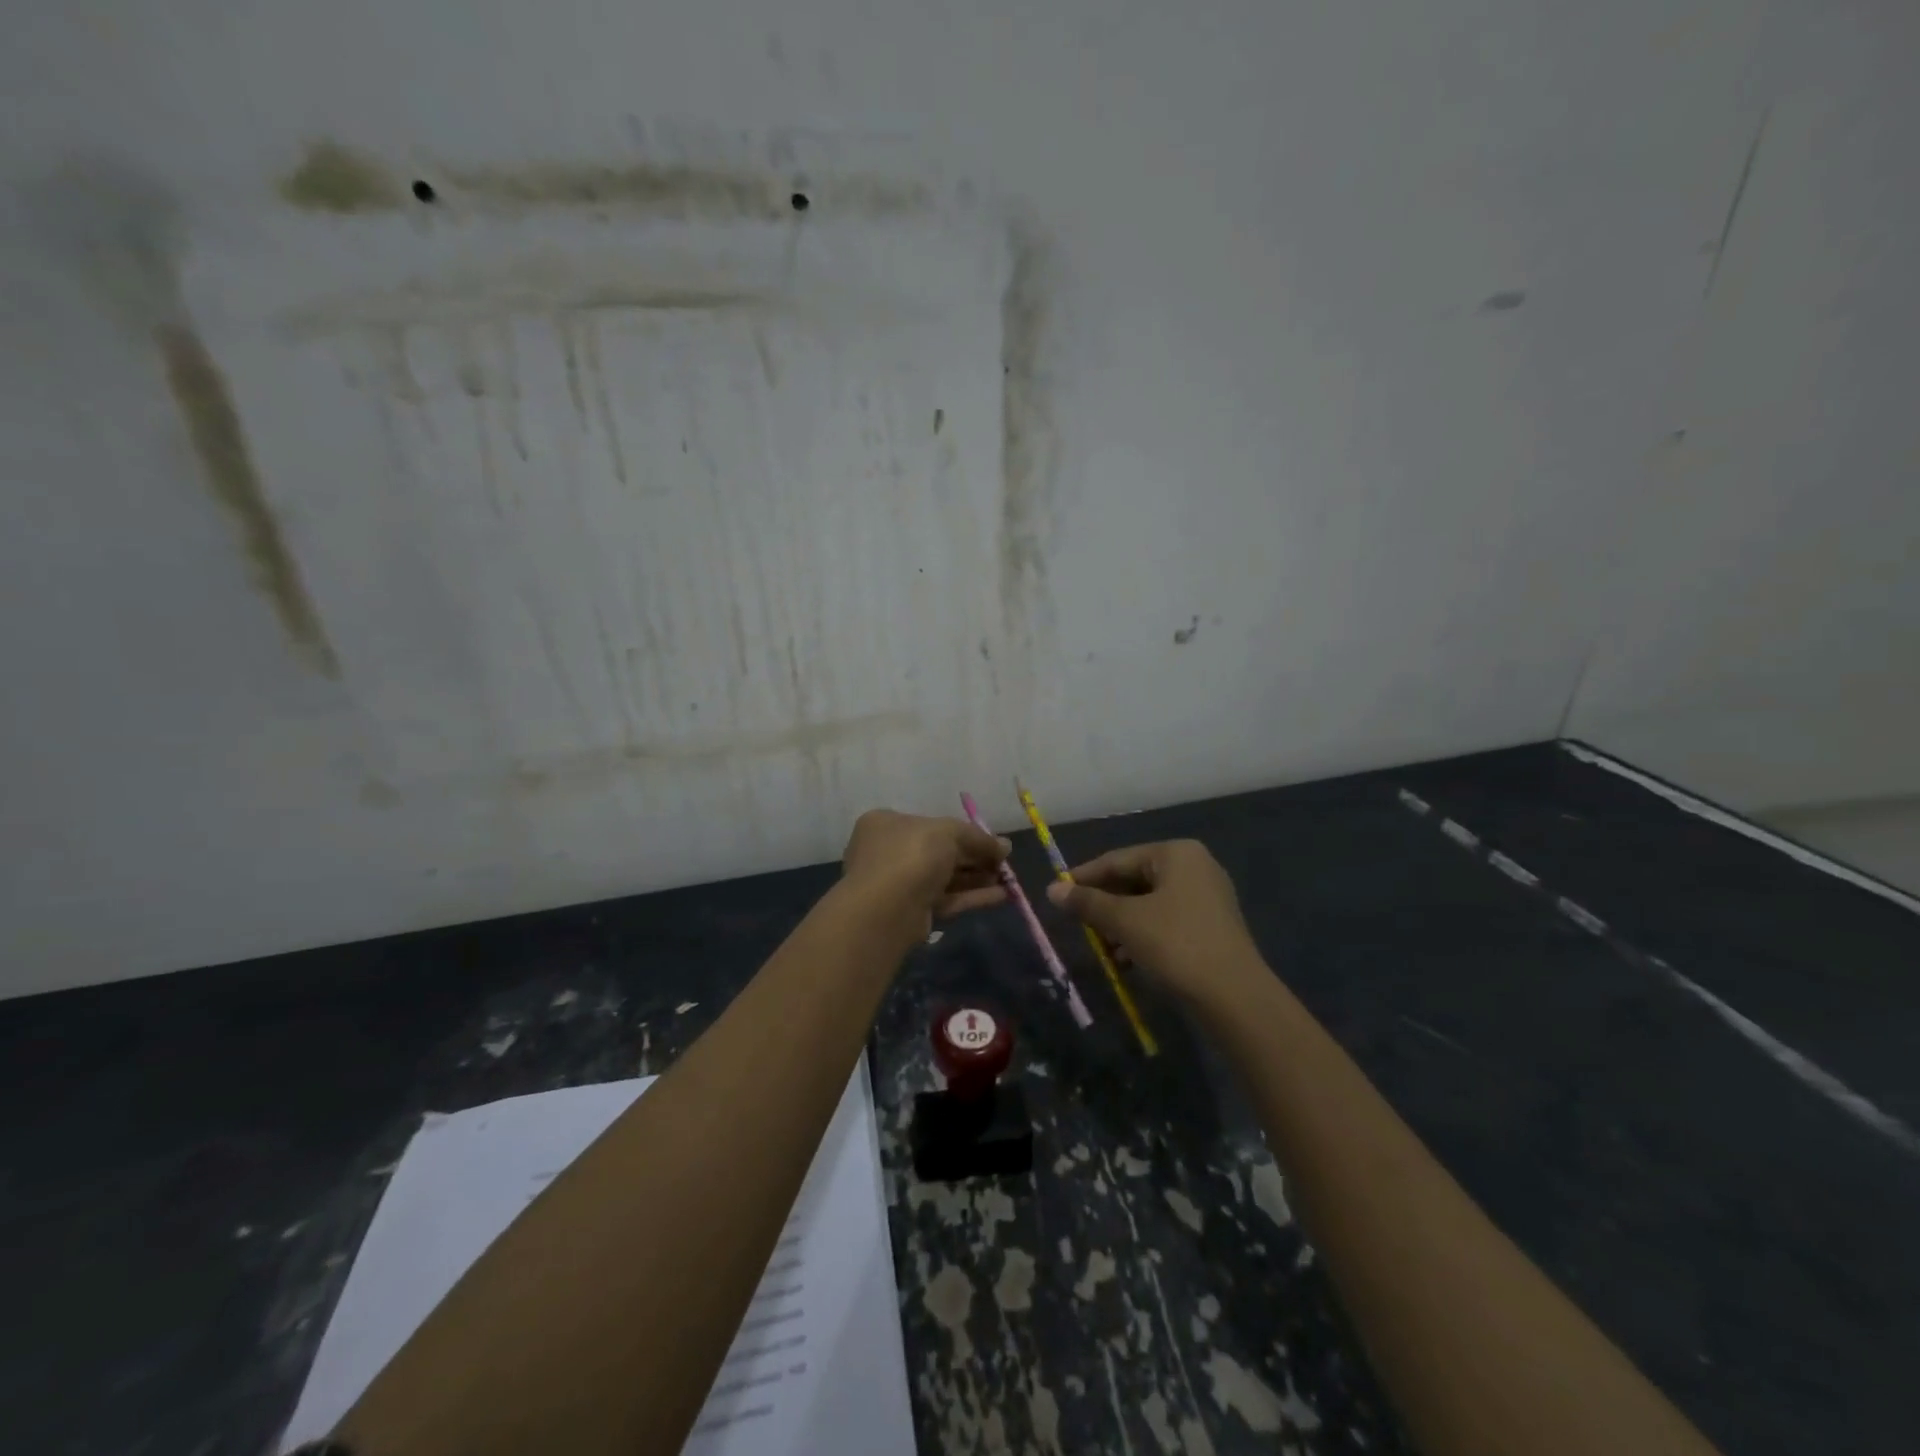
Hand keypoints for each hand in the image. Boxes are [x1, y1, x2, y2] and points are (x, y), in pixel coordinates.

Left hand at [841, 810, 1008, 925]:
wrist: (886, 909)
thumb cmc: (912, 854)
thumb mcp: (948, 832)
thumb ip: (977, 837)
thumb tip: (1005, 846)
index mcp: (887, 824)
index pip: (929, 824)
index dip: (962, 831)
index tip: (989, 840)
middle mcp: (889, 852)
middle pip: (939, 851)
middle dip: (974, 856)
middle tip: (1004, 861)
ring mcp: (899, 884)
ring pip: (944, 877)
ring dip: (976, 877)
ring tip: (1008, 879)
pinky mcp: (911, 912)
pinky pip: (946, 899)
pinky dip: (971, 896)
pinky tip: (1001, 896)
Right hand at [1045, 840, 1261, 1005]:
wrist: (1234, 997)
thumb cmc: (1175, 944)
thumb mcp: (1125, 921)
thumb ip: (1087, 903)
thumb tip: (1051, 890)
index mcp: (1176, 853)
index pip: (1117, 859)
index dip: (1084, 877)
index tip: (1057, 893)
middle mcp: (1195, 867)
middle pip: (1134, 880)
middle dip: (1104, 904)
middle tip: (1078, 923)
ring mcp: (1207, 897)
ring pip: (1148, 903)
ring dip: (1120, 923)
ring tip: (1101, 947)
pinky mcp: (1211, 926)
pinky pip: (1166, 921)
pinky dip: (1142, 935)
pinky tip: (1126, 959)